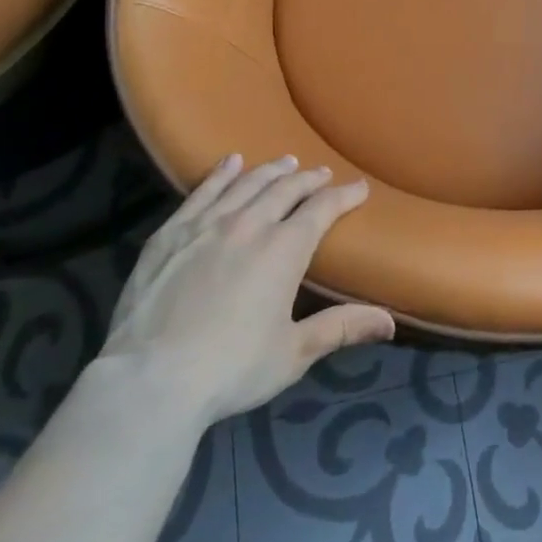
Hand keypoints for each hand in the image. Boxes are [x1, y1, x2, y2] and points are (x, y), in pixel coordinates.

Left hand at [100, 154, 393, 429]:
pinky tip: (230, 163)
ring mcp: (207, 225)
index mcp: (284, 249)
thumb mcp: (294, 353)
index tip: (359, 188)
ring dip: (270, 170)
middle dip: (308, 179)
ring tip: (285, 162)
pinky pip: (202, 192)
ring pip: (246, 184)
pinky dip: (221, 174)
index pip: (322, 209)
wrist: (151, 379)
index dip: (344, 195)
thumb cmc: (231, 368)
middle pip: (285, 189)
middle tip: (321, 173)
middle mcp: (250, 224)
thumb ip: (341, 328)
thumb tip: (390, 322)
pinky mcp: (171, 233)